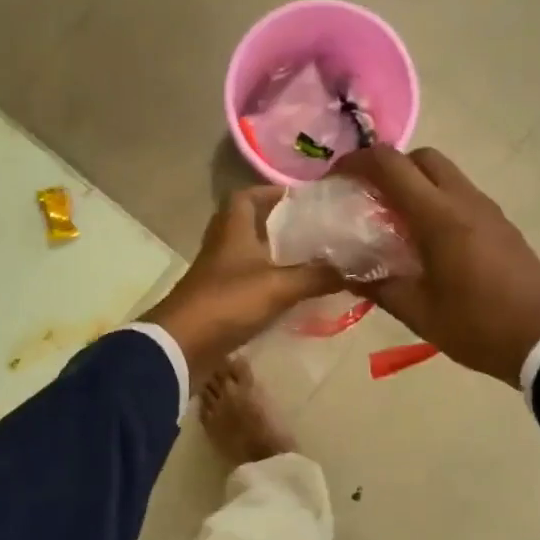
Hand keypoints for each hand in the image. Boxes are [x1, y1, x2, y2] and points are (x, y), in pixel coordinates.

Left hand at [141, 187, 340, 383]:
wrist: (182, 347)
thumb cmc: (228, 303)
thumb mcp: (279, 286)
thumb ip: (318, 276)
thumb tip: (357, 269)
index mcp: (232, 230)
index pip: (246, 196)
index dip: (269, 192)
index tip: (298, 198)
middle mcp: (222, 247)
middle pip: (247, 225)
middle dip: (276, 225)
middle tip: (309, 231)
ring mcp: (217, 276)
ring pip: (247, 256)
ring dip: (272, 256)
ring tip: (307, 261)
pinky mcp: (218, 302)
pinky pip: (246, 284)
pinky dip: (266, 285)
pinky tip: (289, 295)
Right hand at [331, 146, 539, 386]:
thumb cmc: (478, 326)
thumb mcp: (419, 313)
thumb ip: (379, 287)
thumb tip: (348, 274)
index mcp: (440, 217)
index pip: (392, 166)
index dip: (358, 162)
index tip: (336, 178)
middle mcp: (466, 201)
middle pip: (423, 158)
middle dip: (390, 167)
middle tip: (369, 197)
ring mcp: (489, 211)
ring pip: (446, 174)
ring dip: (416, 184)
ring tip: (394, 221)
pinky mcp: (503, 225)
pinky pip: (462, 195)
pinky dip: (438, 201)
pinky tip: (428, 240)